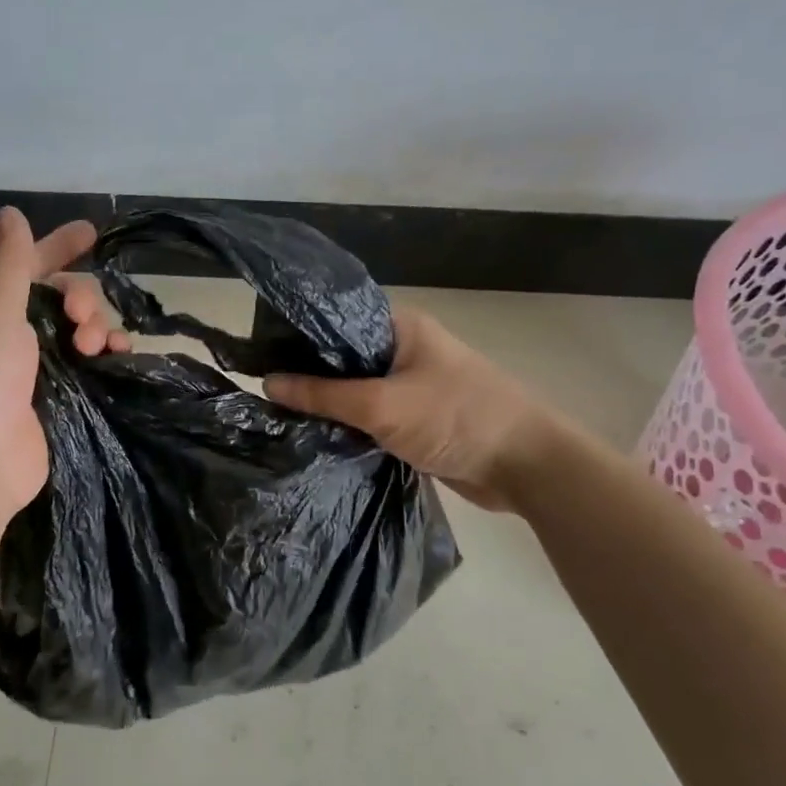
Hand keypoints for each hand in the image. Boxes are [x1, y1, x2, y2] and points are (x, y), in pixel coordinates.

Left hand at [0, 208, 127, 517]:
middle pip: (62, 297)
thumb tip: (9, 212)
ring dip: (97, 325)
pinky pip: (95, 362)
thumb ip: (10, 261)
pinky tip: (121, 355)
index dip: (57, 247)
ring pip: (83, 328)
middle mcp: (13, 334)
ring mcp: (39, 368)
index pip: (27, 266)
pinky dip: (110, 353)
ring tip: (96, 346)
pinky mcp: (63, 397)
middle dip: (81, 297)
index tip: (91, 232)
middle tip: (81, 317)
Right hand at [264, 306, 546, 508]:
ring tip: (277, 413)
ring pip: (356, 390)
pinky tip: (314, 435)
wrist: (526, 466)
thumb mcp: (381, 404)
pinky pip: (371, 417)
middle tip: (261, 387)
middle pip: (343, 357)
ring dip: (328, 404)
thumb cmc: (455, 417)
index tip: (259, 350)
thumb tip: (267, 382)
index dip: (299, 332)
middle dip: (308, 373)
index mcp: (400, 327)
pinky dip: (349, 425)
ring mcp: (411, 386)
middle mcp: (404, 350)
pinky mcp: (416, 420)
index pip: (337, 319)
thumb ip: (324, 395)